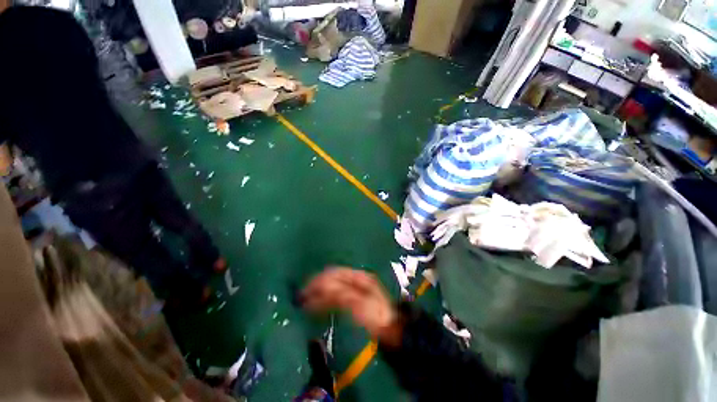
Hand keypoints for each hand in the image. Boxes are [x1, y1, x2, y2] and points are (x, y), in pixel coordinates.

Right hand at [302, 267, 400, 344]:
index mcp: (358, 276)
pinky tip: (319, 304)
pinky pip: (336, 294)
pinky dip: (325, 298)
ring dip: (319, 291)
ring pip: (333, 285)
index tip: (305, 291)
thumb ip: (339, 294)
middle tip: (302, 297)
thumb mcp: (358, 303)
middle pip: (332, 277)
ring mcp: (356, 287)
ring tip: (306, 301)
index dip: (318, 280)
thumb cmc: (376, 315)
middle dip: (316, 285)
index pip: (333, 273)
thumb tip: (320, 287)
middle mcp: (356, 278)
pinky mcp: (355, 298)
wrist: (392, 328)